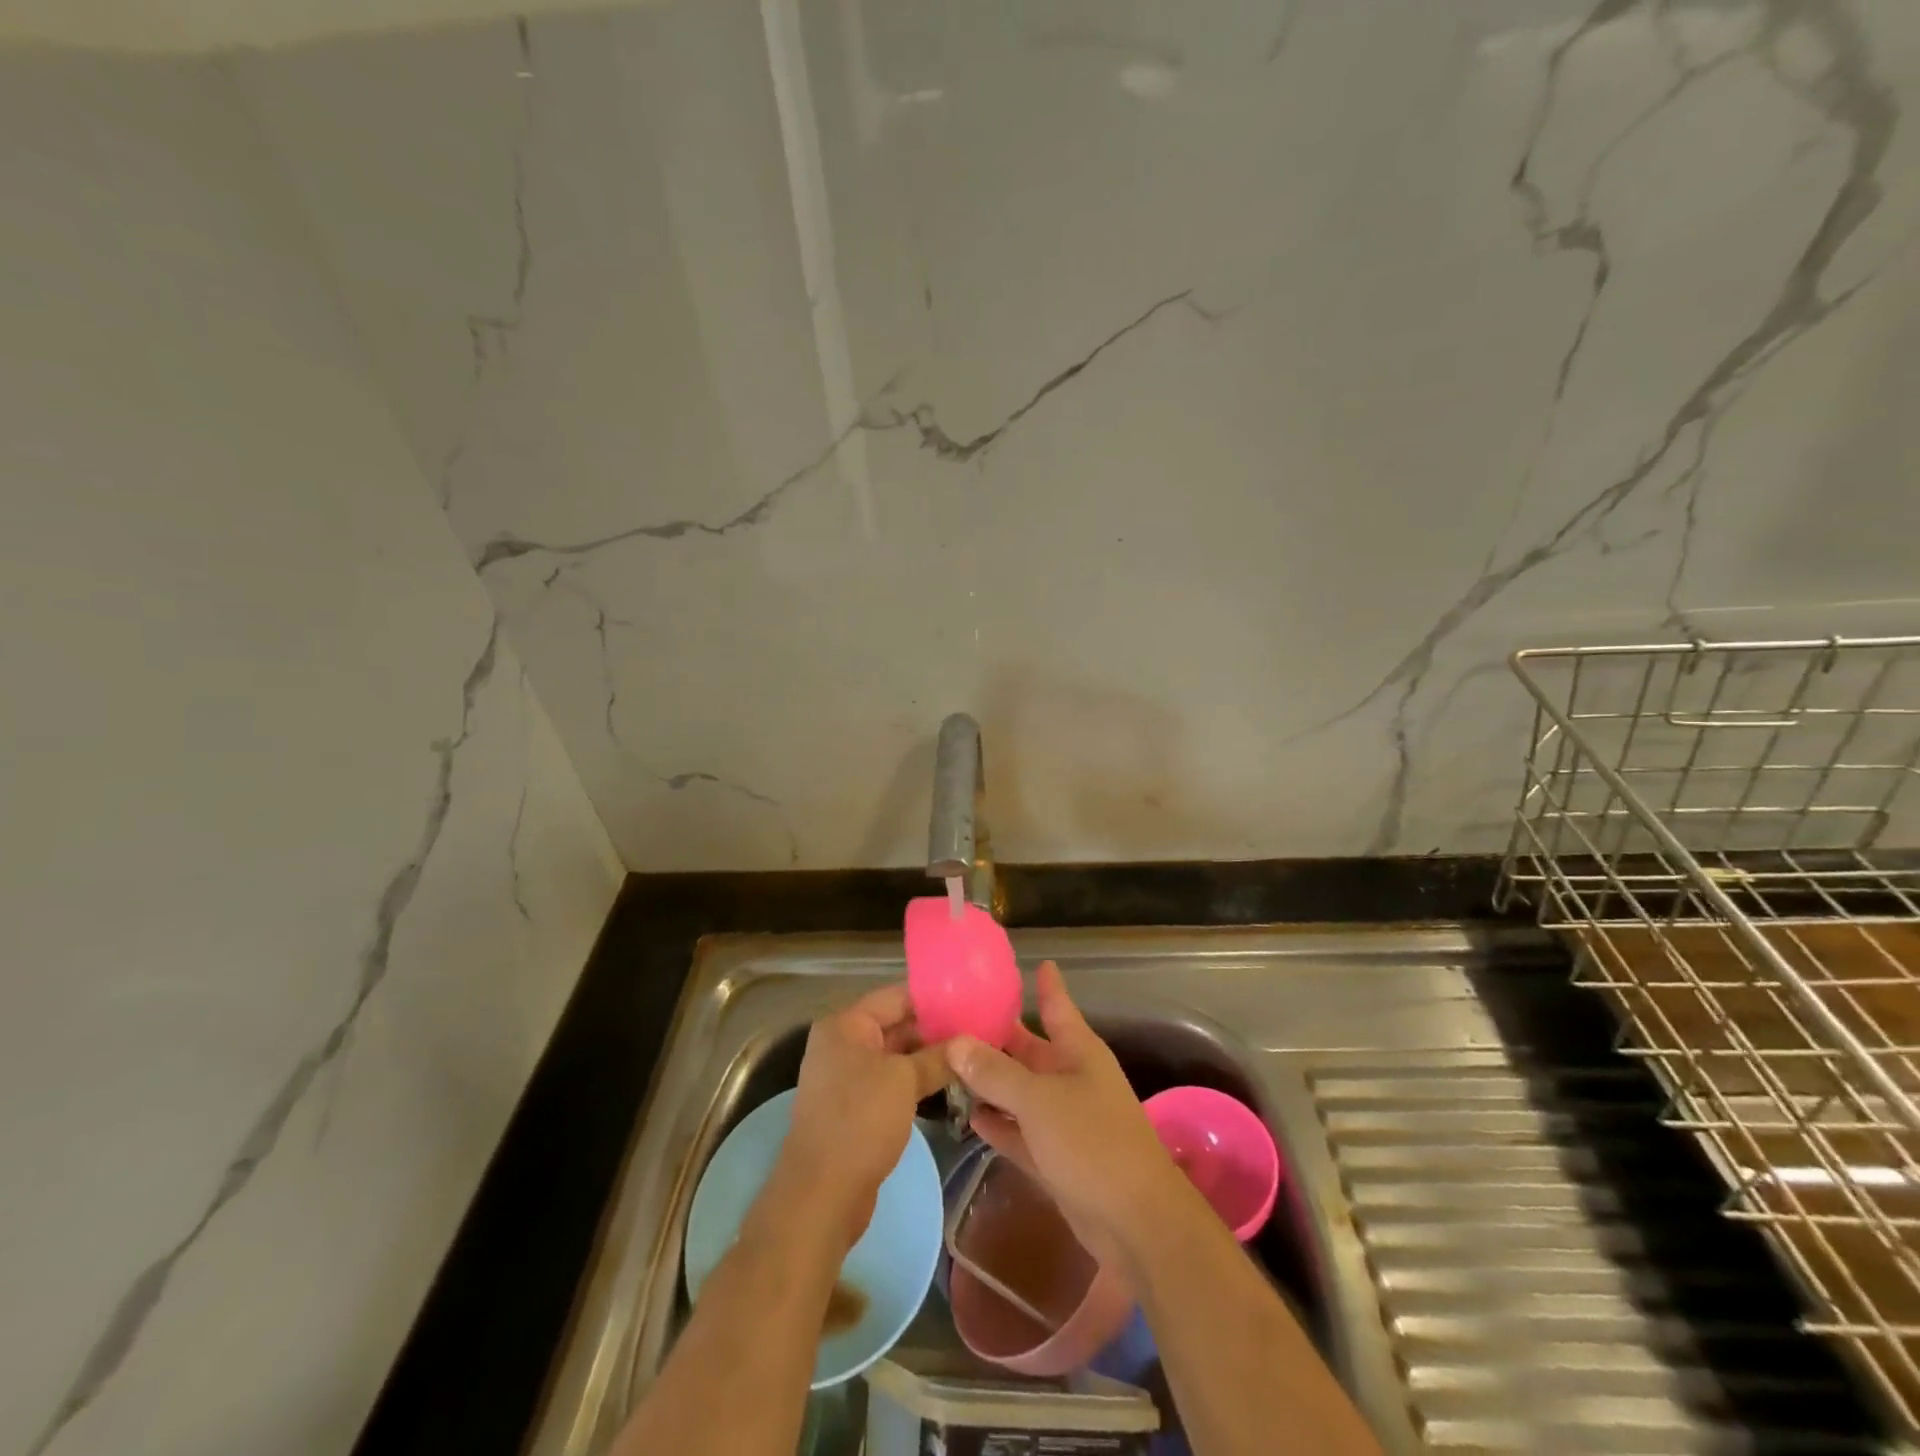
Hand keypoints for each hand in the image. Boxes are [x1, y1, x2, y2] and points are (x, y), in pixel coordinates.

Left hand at [779, 983, 950, 1249]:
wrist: (822, 1194)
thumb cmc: (861, 1121)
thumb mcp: (905, 1081)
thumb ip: (937, 1057)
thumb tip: (968, 1043)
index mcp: (846, 1025)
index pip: (896, 996)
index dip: (934, 997)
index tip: (971, 1000)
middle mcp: (842, 1044)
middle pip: (896, 1025)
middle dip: (935, 1029)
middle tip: (978, 1032)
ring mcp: (846, 1077)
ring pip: (896, 1056)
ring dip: (929, 1058)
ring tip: (971, 1057)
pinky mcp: (854, 1108)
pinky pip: (891, 1082)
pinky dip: (916, 1082)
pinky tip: (949, 1085)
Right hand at [945, 961, 1182, 1270]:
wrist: (1135, 1223)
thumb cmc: (1092, 1142)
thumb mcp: (1039, 1101)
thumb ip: (995, 1072)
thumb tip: (957, 1042)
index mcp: (1077, 1051)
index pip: (1057, 1006)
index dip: (1046, 984)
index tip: (1035, 962)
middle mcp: (1071, 1078)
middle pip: (1028, 1049)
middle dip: (996, 1037)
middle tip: (952, 1020)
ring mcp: (1064, 1119)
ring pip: (1020, 1092)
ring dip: (990, 1082)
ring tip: (948, 1065)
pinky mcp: (1056, 1157)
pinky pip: (1020, 1131)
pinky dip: (999, 1124)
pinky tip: (970, 1116)